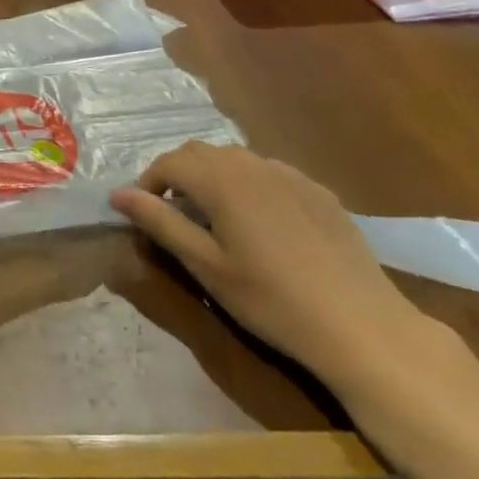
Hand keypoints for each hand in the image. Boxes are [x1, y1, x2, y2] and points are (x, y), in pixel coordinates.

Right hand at [112, 141, 426, 390]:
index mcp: (221, 180)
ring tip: (214, 216)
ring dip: (213, 176)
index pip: (169, 162)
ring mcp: (290, 174)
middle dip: (178, 174)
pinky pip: (270, 173)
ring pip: (236, 159)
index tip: (143, 212)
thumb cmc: (271, 300)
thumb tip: (117, 195)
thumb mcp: (206, 266)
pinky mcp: (318, 191)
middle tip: (174, 214)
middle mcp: (253, 164)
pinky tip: (262, 223)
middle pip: (201, 152)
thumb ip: (160, 223)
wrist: (361, 326)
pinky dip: (249, 185)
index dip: (149, 182)